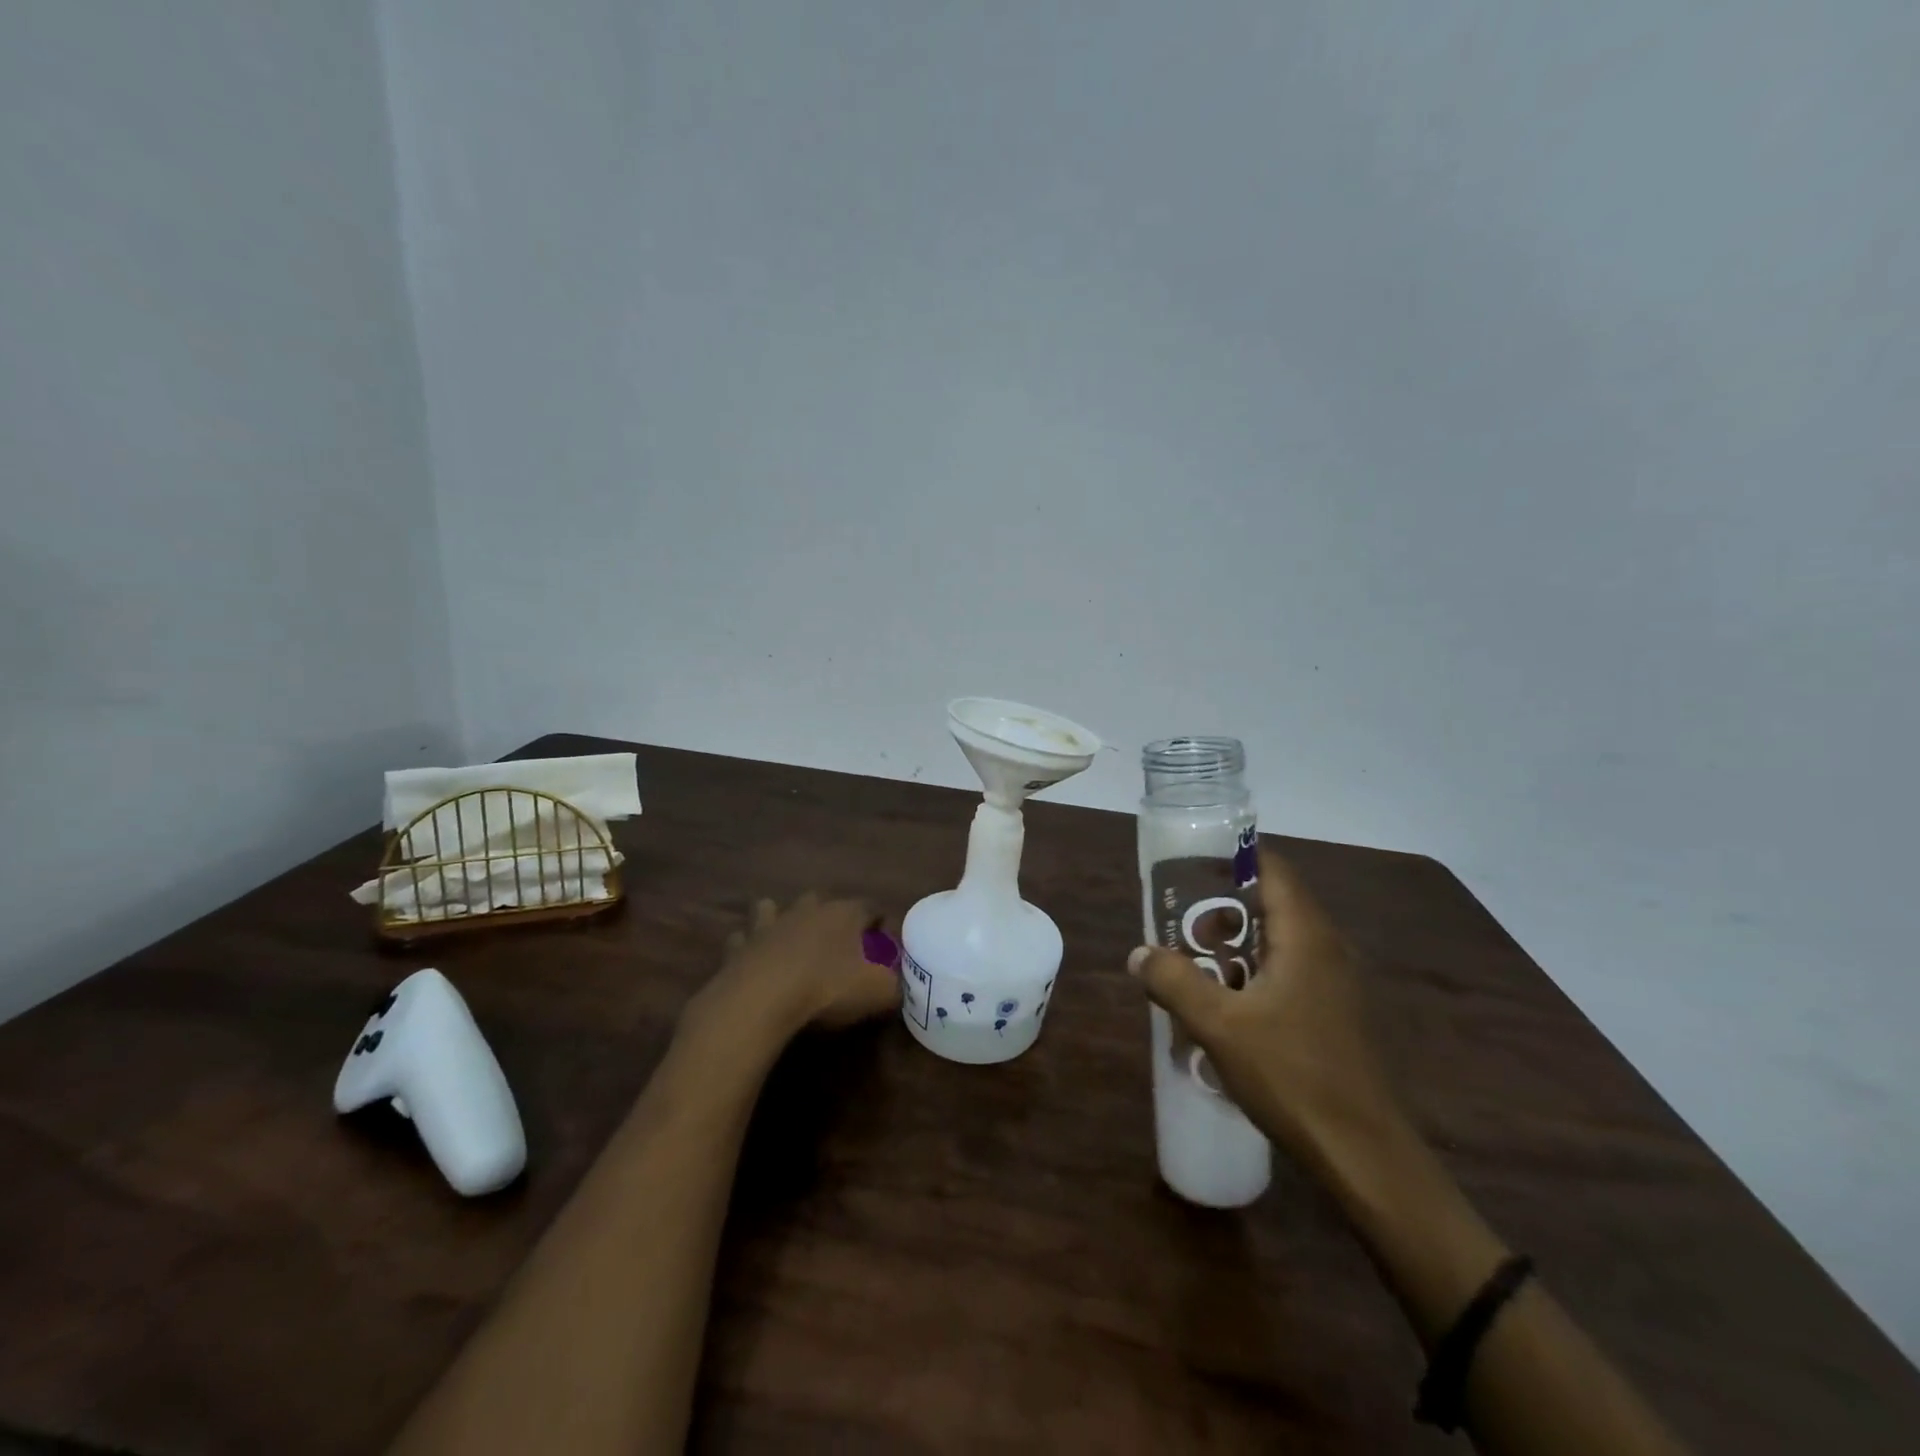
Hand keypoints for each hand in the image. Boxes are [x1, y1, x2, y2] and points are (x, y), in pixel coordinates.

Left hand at [698, 892, 900, 1039]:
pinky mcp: (739, 947)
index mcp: (844, 914)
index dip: (881, 925)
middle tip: (839, 944)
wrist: (760, 1001)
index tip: (885, 947)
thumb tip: (900, 983)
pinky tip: (753, 961)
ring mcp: (768, 925)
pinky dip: (748, 947)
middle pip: (822, 901)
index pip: (871, 907)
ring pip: (774, 908)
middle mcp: (806, 910)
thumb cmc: (827, 989)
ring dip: (781, 919)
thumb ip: (896, 985)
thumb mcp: (878, 992)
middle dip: (831, 916)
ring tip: (789, 941)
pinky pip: (743, 939)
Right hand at [1128, 846, 1404, 1175]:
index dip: (1231, 860)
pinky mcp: (1337, 1014)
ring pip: (1281, 941)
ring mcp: (1338, 983)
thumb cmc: (1291, 1075)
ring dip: (1238, 944)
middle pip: (1274, 903)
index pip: (1272, 869)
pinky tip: (1228, 1003)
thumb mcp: (1218, 1026)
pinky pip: (1291, 971)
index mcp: (1306, 935)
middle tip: (1180, 921)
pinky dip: (1256, 972)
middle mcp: (1328, 948)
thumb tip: (1139, 953)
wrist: (1362, 1154)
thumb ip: (1174, 981)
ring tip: (1194, 960)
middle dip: (1224, 907)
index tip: (1189, 868)